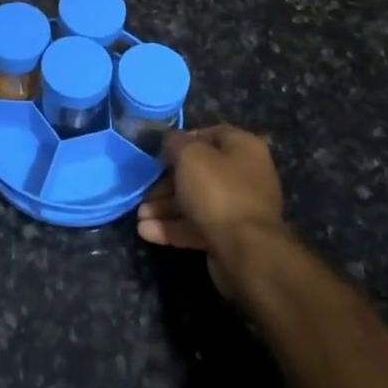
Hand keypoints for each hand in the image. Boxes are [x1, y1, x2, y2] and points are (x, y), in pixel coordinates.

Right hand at [136, 124, 288, 288]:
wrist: (246, 253)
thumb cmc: (218, 192)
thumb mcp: (189, 156)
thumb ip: (175, 142)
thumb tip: (171, 142)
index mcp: (244, 148)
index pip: (211, 134)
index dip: (184, 140)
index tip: (160, 152)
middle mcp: (245, 175)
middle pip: (199, 172)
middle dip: (167, 182)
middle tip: (145, 190)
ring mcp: (238, 208)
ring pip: (195, 201)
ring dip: (165, 207)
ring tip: (140, 215)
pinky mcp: (230, 236)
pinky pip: (198, 226)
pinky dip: (173, 227)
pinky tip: (147, 232)